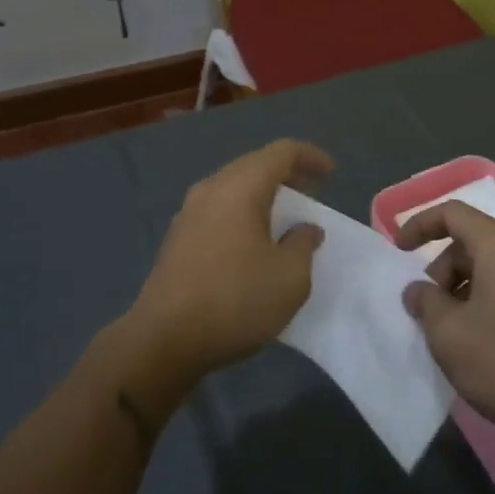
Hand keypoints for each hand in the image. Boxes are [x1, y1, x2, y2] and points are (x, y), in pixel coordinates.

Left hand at [124, 140, 333, 389]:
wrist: (163, 340)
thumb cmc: (234, 301)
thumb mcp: (289, 278)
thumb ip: (303, 244)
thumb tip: (304, 229)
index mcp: (240, 188)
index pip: (280, 152)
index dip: (309, 157)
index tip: (331, 173)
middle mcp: (211, 189)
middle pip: (254, 164)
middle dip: (286, 173)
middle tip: (312, 190)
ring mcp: (188, 213)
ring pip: (233, 186)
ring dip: (262, 193)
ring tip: (286, 214)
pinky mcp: (177, 238)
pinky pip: (218, 208)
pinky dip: (242, 211)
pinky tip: (253, 239)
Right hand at [396, 201, 494, 446]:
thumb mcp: (448, 332)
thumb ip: (425, 301)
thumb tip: (419, 291)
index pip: (453, 213)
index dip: (420, 225)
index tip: (399, 251)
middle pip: (472, 241)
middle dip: (441, 268)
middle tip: (427, 308)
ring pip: (490, 267)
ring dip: (461, 288)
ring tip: (449, 329)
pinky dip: (484, 300)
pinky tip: (476, 340)